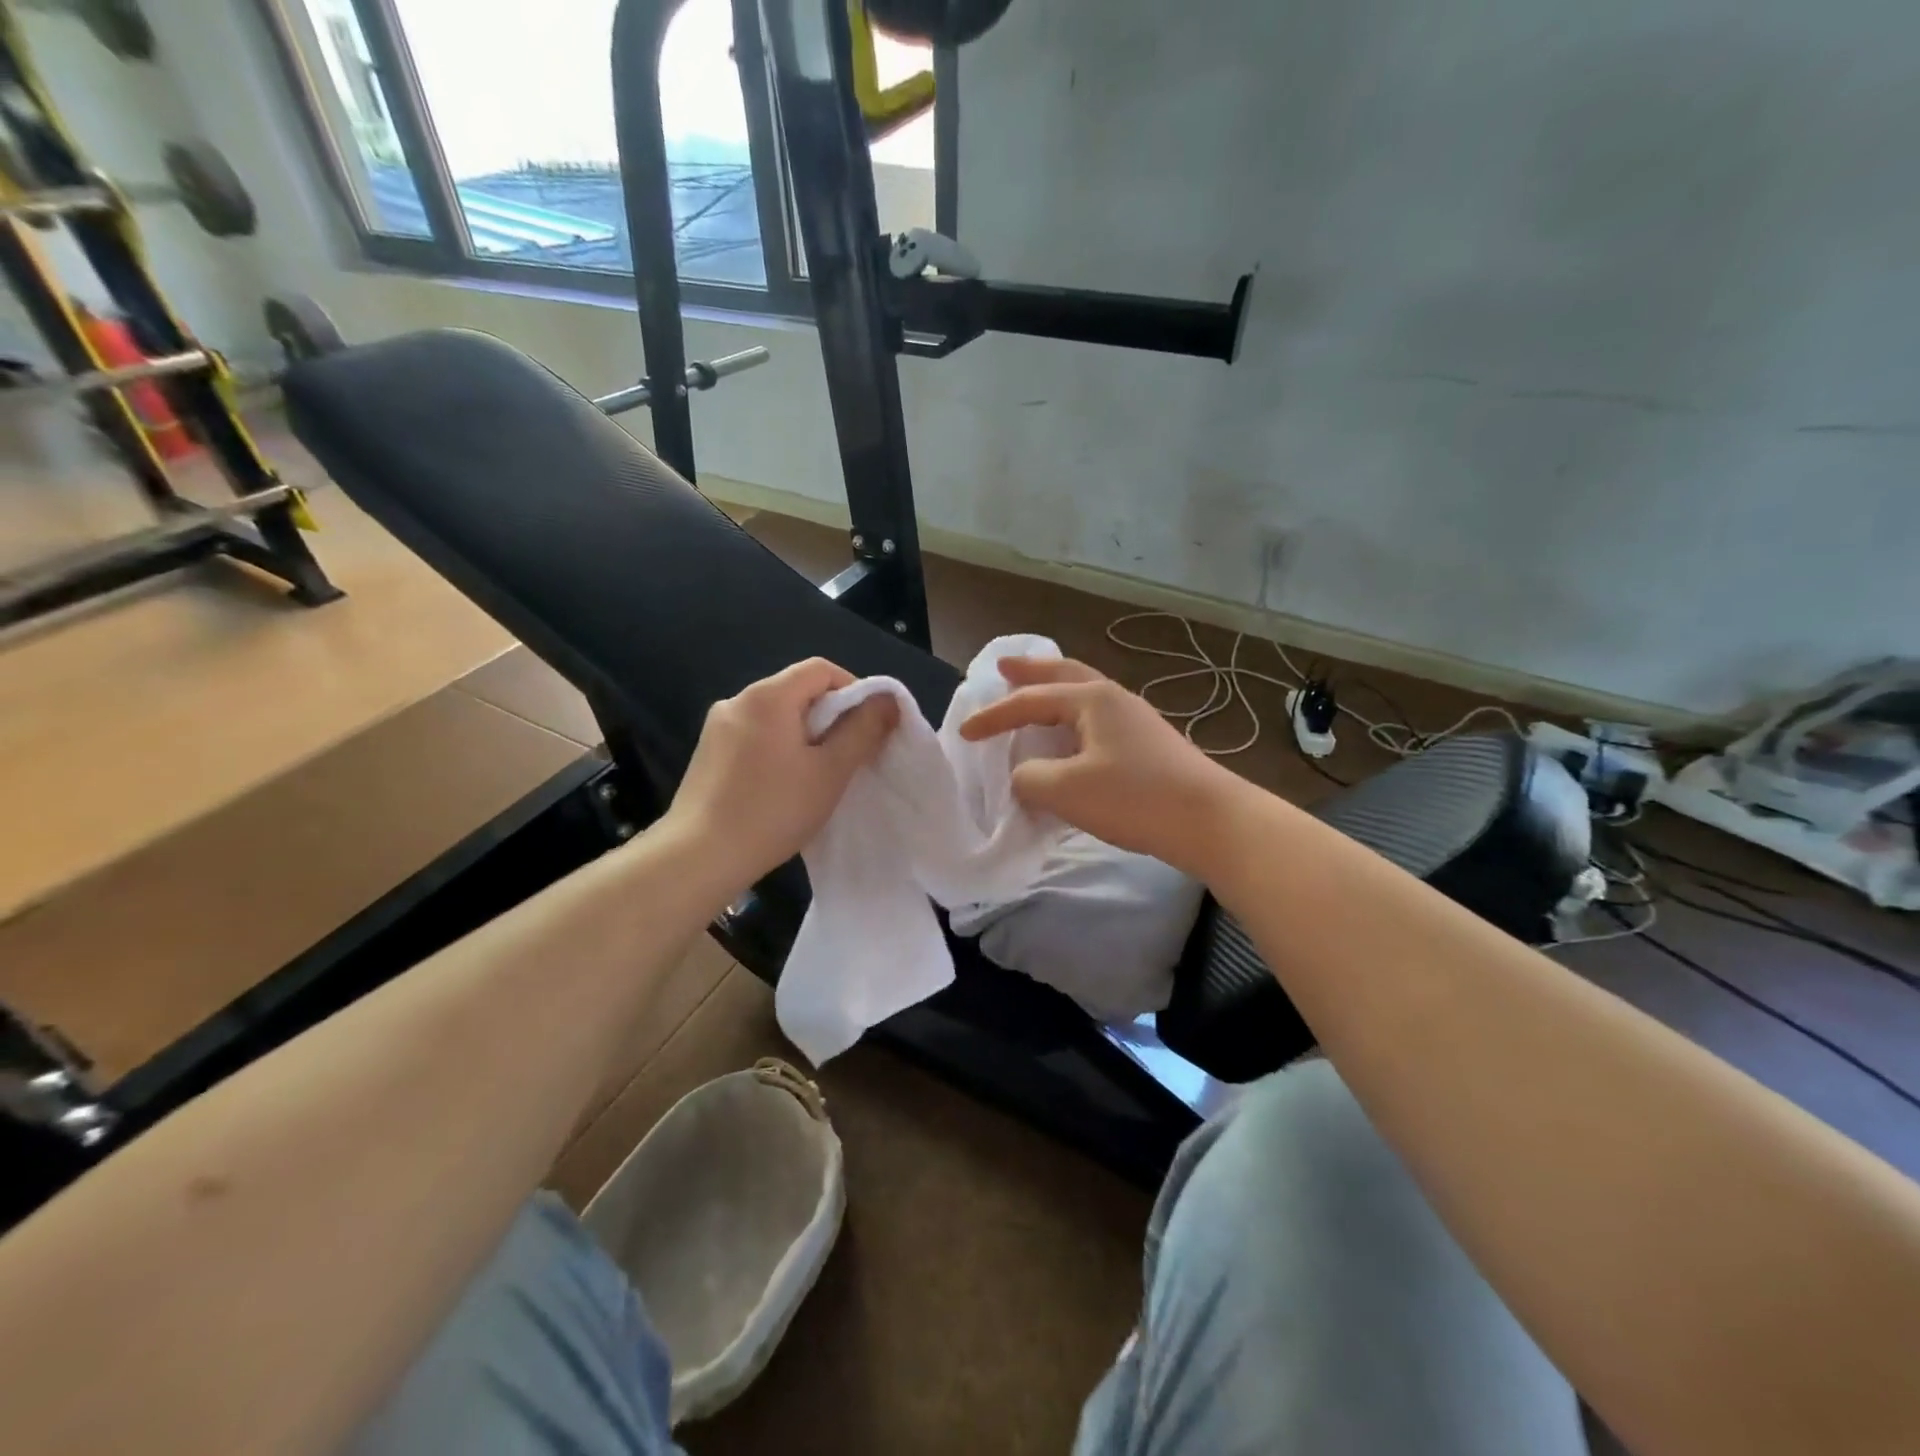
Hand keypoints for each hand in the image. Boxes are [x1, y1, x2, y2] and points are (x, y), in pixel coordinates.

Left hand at [663, 658, 898, 892]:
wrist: (699, 857)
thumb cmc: (773, 810)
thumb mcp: (830, 771)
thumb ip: (862, 730)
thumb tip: (887, 699)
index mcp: (768, 696)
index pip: (821, 670)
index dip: (854, 689)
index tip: (868, 727)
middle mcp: (737, 700)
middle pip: (797, 691)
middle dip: (830, 716)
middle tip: (848, 756)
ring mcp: (717, 728)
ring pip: (776, 717)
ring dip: (804, 735)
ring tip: (817, 775)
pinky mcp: (707, 754)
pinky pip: (755, 736)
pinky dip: (778, 749)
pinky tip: (783, 786)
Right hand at [959, 656, 1241, 876]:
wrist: (1210, 821)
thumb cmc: (1134, 797)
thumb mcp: (1066, 790)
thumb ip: (1029, 778)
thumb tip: (1024, 776)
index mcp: (1092, 699)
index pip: (1030, 700)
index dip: (993, 716)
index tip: (963, 733)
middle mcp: (1114, 699)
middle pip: (1065, 674)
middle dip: (1031, 671)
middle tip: (1004, 666)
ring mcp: (1136, 721)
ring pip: (1084, 696)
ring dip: (1054, 693)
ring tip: (1035, 696)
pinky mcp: (1148, 745)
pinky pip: (1097, 722)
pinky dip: (1073, 721)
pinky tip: (1071, 740)